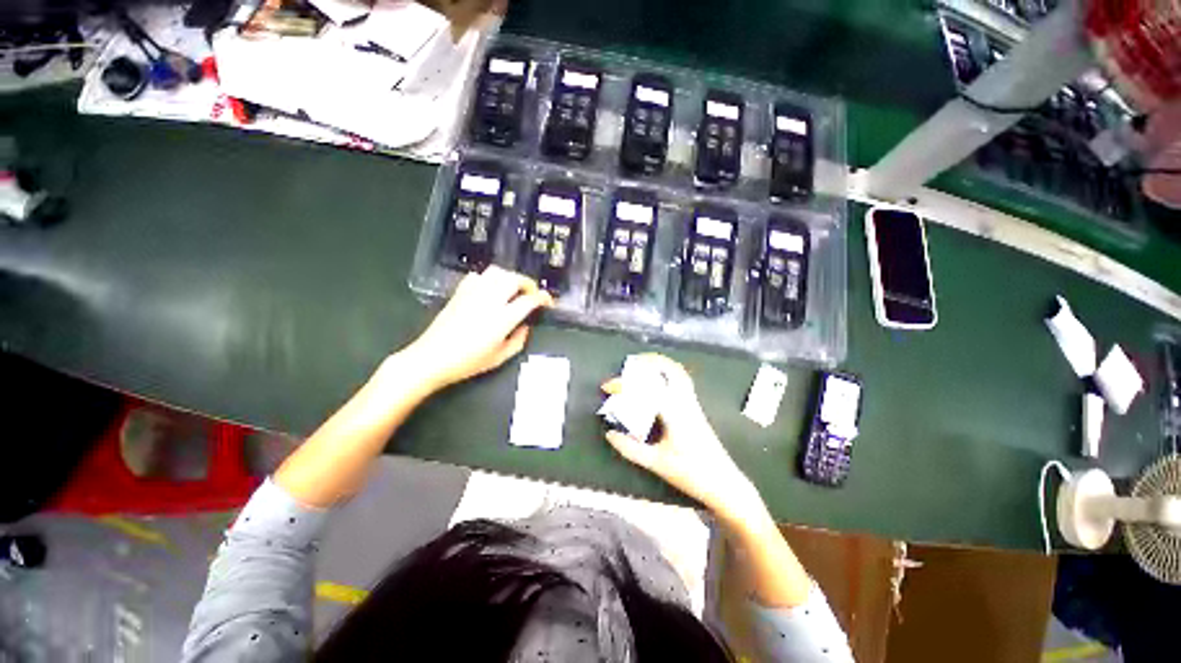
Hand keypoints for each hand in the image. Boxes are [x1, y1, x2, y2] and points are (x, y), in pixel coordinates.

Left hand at [407, 266, 552, 390]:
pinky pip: (478, 276)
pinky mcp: (460, 292)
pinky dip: (489, 278)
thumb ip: (518, 341)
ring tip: (513, 289)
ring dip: (510, 277)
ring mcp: (473, 293)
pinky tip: (490, 289)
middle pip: (514, 279)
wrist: (431, 358)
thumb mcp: (500, 358)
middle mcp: (490, 300)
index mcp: (503, 318)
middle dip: (528, 283)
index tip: (547, 301)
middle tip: (532, 294)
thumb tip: (525, 327)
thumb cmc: (467, 362)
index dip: (543, 297)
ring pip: (497, 272)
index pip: (529, 300)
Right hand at [601, 354, 761, 520]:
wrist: (724, 484)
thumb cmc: (691, 473)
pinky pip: (682, 383)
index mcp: (674, 412)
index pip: (646, 388)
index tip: (607, 388)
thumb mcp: (656, 463)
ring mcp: (693, 404)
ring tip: (642, 366)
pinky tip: (657, 383)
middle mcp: (685, 402)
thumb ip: (630, 449)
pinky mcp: (696, 410)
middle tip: (630, 363)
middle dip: (649, 361)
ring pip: (679, 374)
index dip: (624, 384)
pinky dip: (668, 375)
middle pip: (671, 369)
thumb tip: (610, 434)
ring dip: (660, 365)